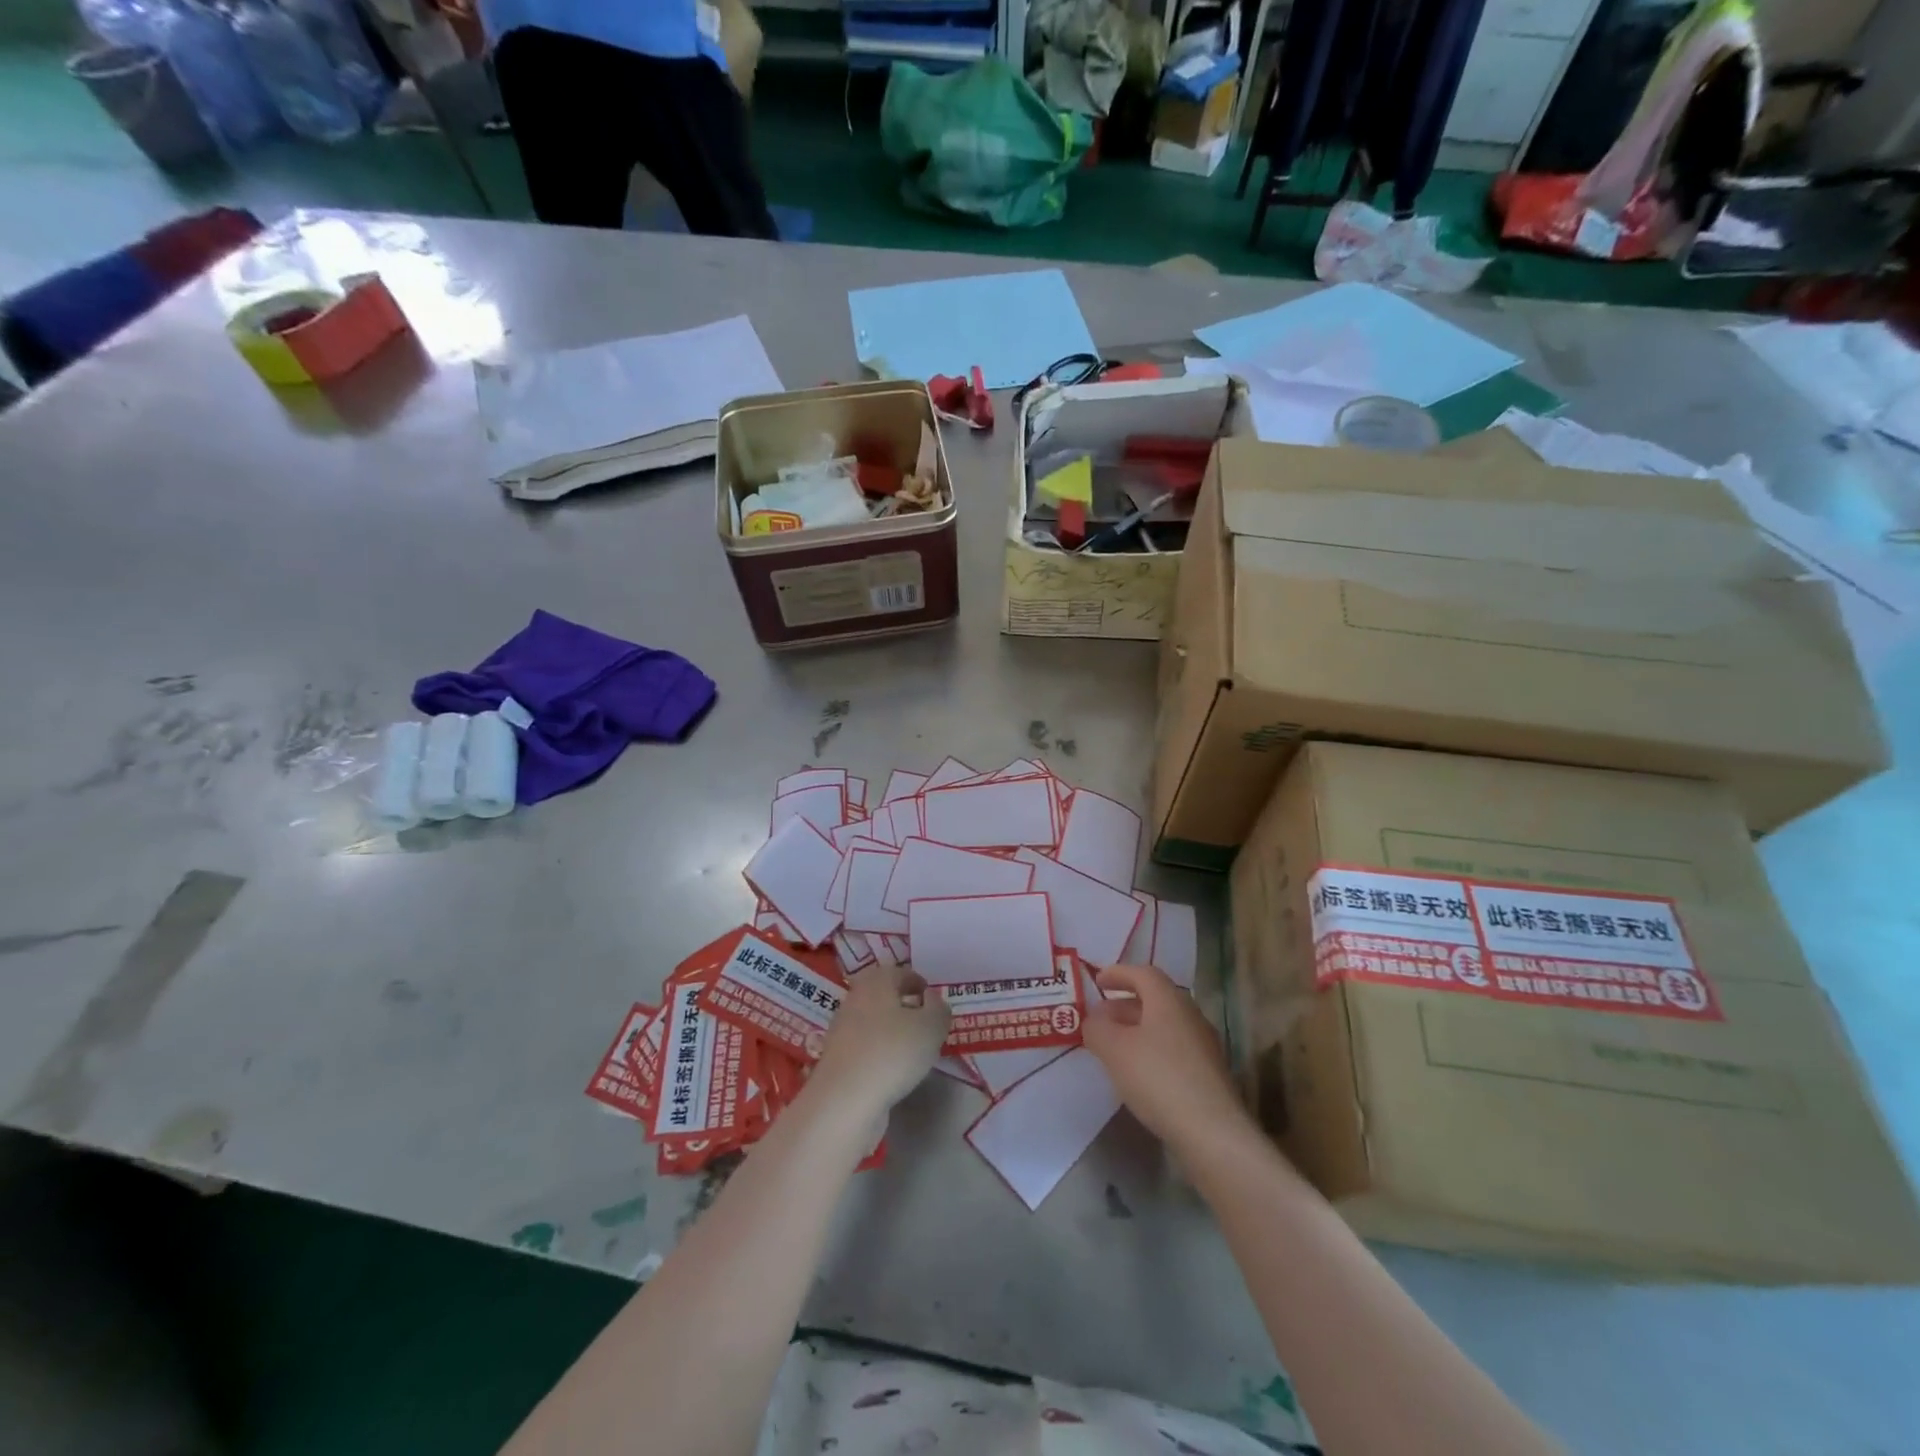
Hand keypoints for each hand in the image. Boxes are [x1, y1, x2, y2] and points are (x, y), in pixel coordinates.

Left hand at [806, 964, 949, 1121]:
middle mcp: (855, 999)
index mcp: (876, 982)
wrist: (844, 1100)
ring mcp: (841, 1029)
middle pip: (883, 995)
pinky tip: (892, 1069)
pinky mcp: (836, 1058)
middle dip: (903, 1005)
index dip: (919, 983)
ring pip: (872, 1020)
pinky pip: (864, 1045)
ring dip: (890, 1029)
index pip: (900, 972)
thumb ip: (938, 1009)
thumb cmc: (893, 1052)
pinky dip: (879, 1050)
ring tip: (912, 1049)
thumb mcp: (931, 1027)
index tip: (933, 1000)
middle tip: (924, 1022)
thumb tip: (931, 999)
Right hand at [1082, 964, 1253, 1151]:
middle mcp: (1190, 1015)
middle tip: (1101, 1018)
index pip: (1143, 973)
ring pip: (1165, 1025)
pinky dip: (1152, 1049)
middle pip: (1155, 999)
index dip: (1118, 974)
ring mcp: (1204, 1045)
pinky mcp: (1209, 1074)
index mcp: (1169, 1000)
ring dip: (1138, 1029)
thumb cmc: (1158, 1078)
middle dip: (1125, 1004)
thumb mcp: (1114, 1049)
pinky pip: (1174, 1048)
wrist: (1212, 1132)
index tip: (1097, 982)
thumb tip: (1094, 1020)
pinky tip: (1138, 1073)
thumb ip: (1097, 1029)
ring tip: (1114, 1047)